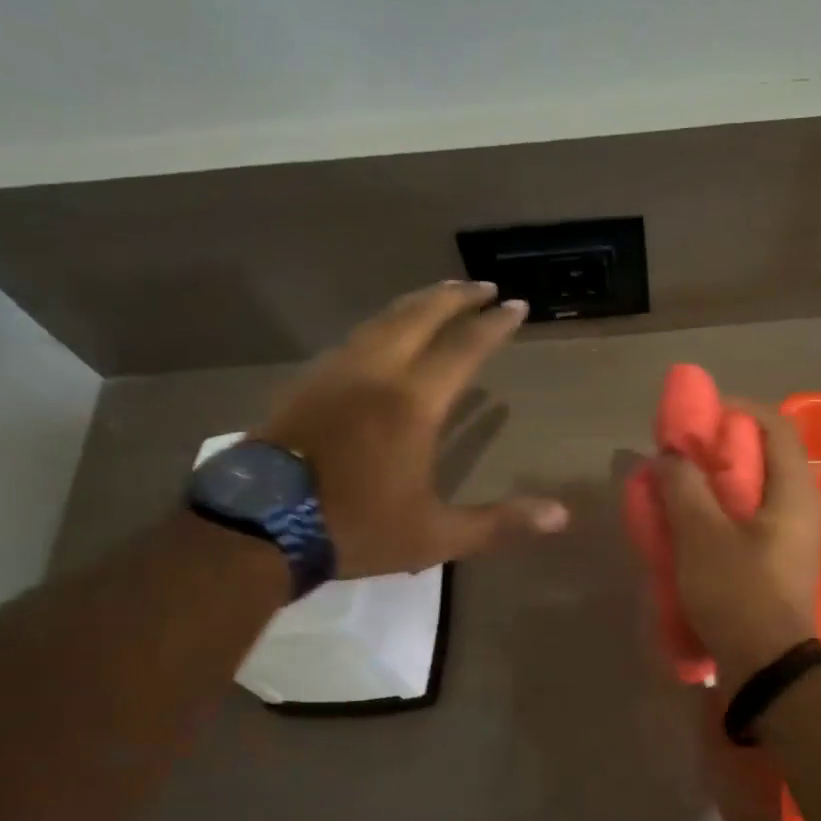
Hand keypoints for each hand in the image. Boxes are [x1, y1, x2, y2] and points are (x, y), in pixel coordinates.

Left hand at [255, 281, 567, 577]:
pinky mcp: (308, 382)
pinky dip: (383, 323)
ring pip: (383, 320)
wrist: (258, 527)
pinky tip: (385, 334)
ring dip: (418, 303)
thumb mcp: (436, 535)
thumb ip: (499, 522)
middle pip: (420, 316)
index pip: (464, 348)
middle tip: (483, 285)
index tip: (517, 305)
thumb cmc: (355, 528)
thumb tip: (562, 516)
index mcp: (412, 403)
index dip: (494, 325)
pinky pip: (355, 337)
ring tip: (441, 296)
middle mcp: (376, 373)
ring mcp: (336, 372)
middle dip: (456, 297)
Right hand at [654, 401, 820, 691]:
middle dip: (719, 448)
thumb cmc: (738, 593)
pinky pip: (749, 521)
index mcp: (795, 492)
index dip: (737, 410)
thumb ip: (683, 486)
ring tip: (678, 489)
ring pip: (754, 491)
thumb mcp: (700, 535)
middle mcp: (803, 508)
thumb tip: (672, 456)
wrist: (767, 668)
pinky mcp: (778, 563)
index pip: (776, 426)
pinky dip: (720, 512)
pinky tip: (690, 527)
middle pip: (764, 457)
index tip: (698, 416)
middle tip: (681, 454)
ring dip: (715, 483)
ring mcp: (793, 538)